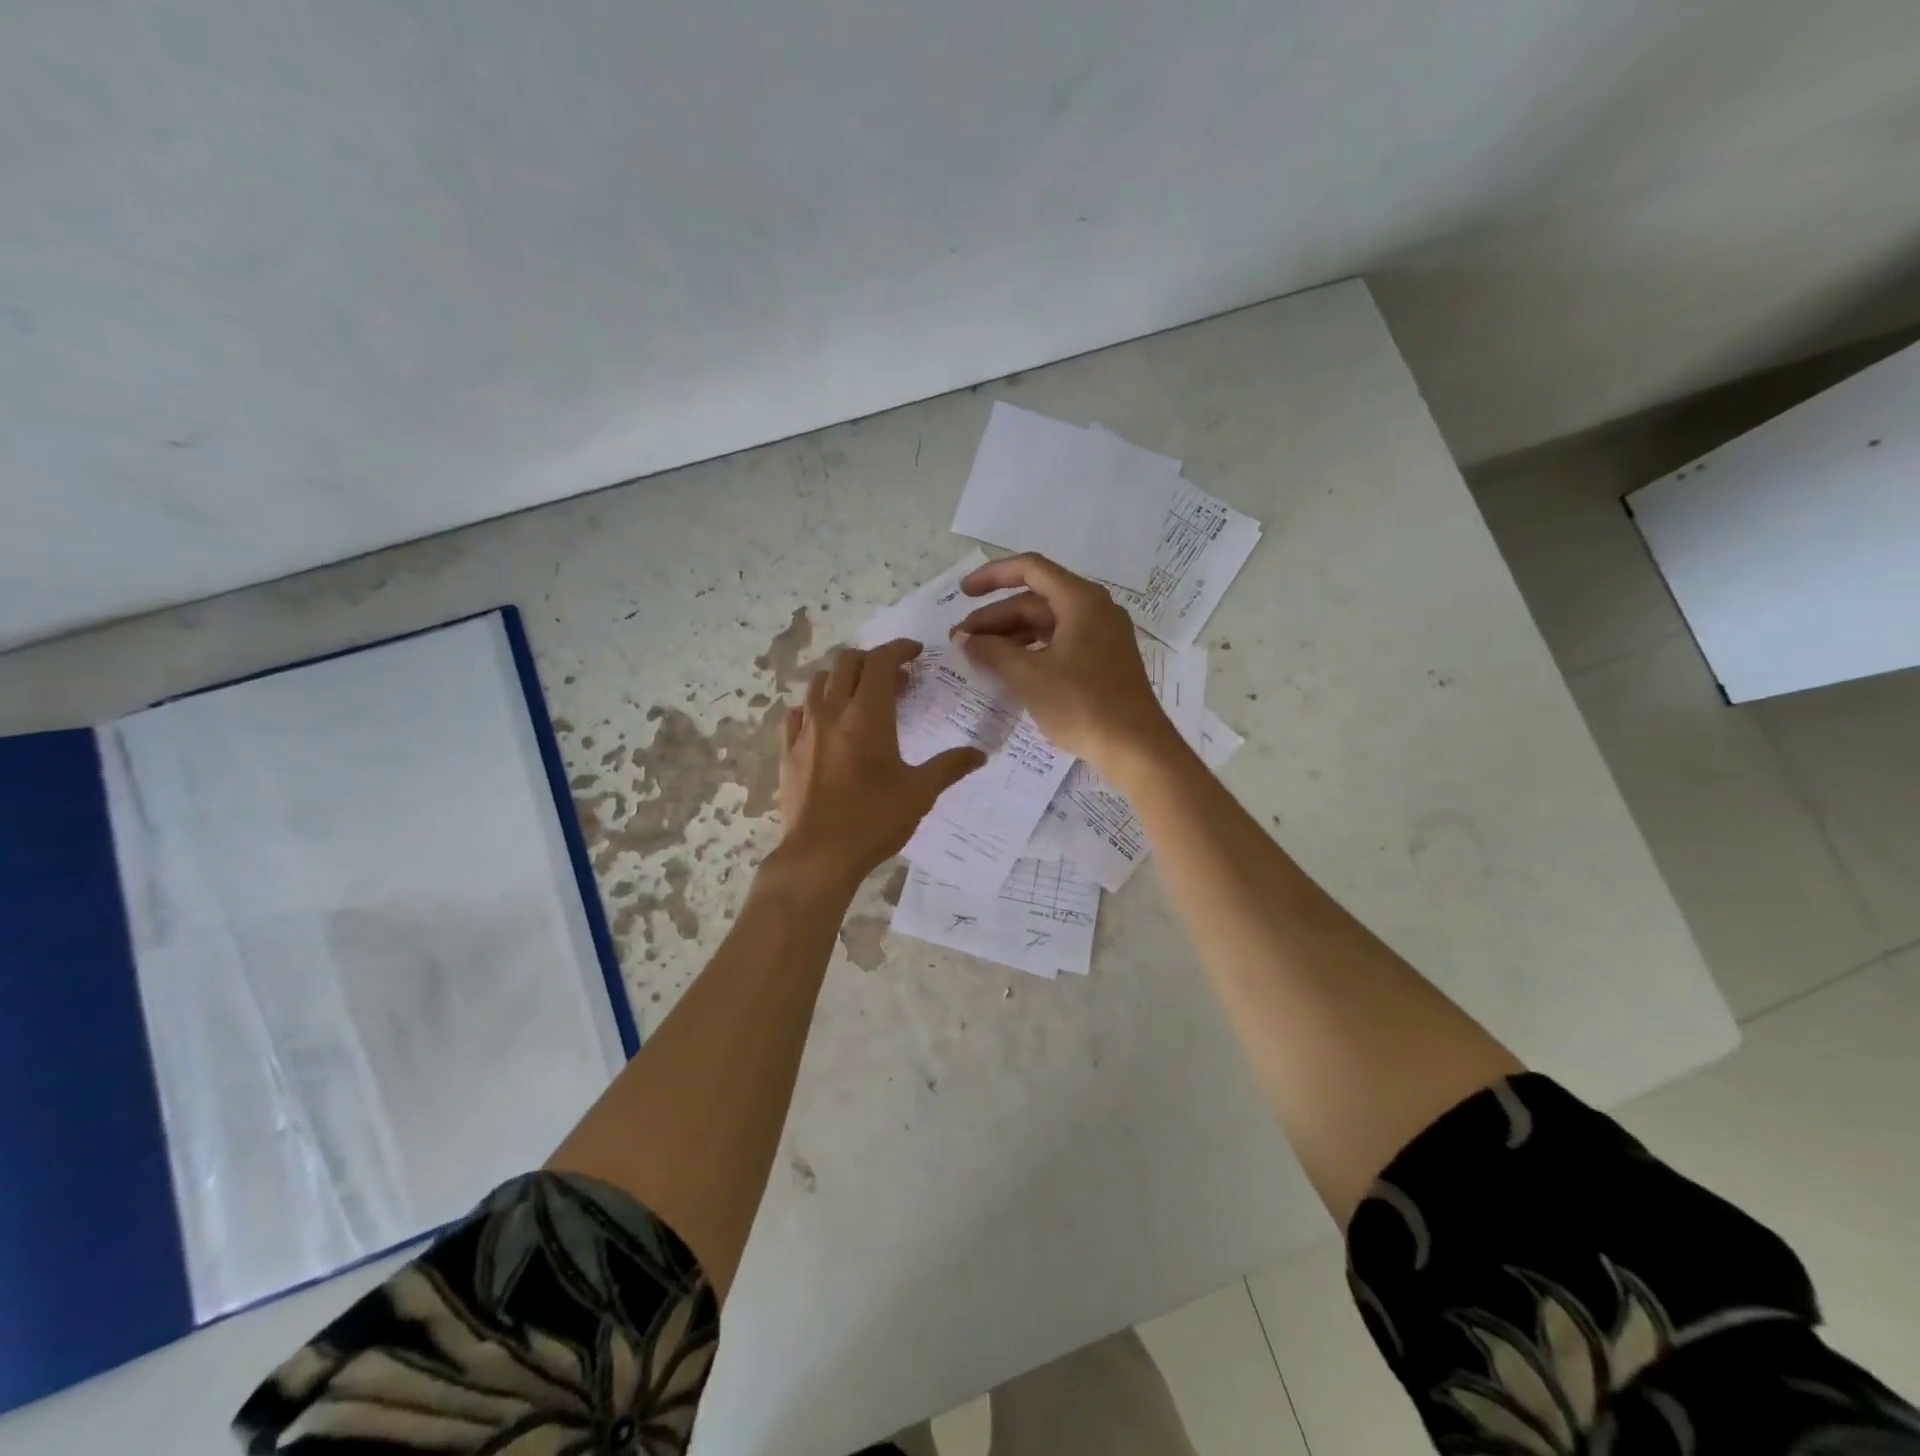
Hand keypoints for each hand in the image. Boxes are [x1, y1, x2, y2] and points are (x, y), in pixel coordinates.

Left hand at [777, 639, 985, 882]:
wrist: (819, 855)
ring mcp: (805, 730)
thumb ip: (950, 767)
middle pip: (847, 663)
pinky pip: (798, 713)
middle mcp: (832, 711)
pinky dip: (816, 706)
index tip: (915, 653)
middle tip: (895, 678)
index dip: (899, 649)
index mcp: (867, 714)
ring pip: (819, 683)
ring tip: (862, 697)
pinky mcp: (788, 751)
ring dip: (843, 679)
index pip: (880, 661)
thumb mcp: (920, 793)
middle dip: (872, 660)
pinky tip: (827, 723)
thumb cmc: (874, 819)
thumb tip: (980, 754)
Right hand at [952, 553, 1172, 769]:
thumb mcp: (1028, 676)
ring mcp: (1102, 635)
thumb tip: (964, 639)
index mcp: (1081, 600)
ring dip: (1011, 635)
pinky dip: (1032, 650)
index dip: (992, 576)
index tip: (963, 594)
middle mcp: (1095, 609)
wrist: (1135, 747)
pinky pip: (1060, 642)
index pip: (1030, 569)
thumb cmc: (1081, 705)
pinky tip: (1009, 668)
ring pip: (1047, 623)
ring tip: (978, 655)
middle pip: (1036, 600)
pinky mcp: (1103, 660)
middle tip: (961, 640)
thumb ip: (991, 651)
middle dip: (996, 617)